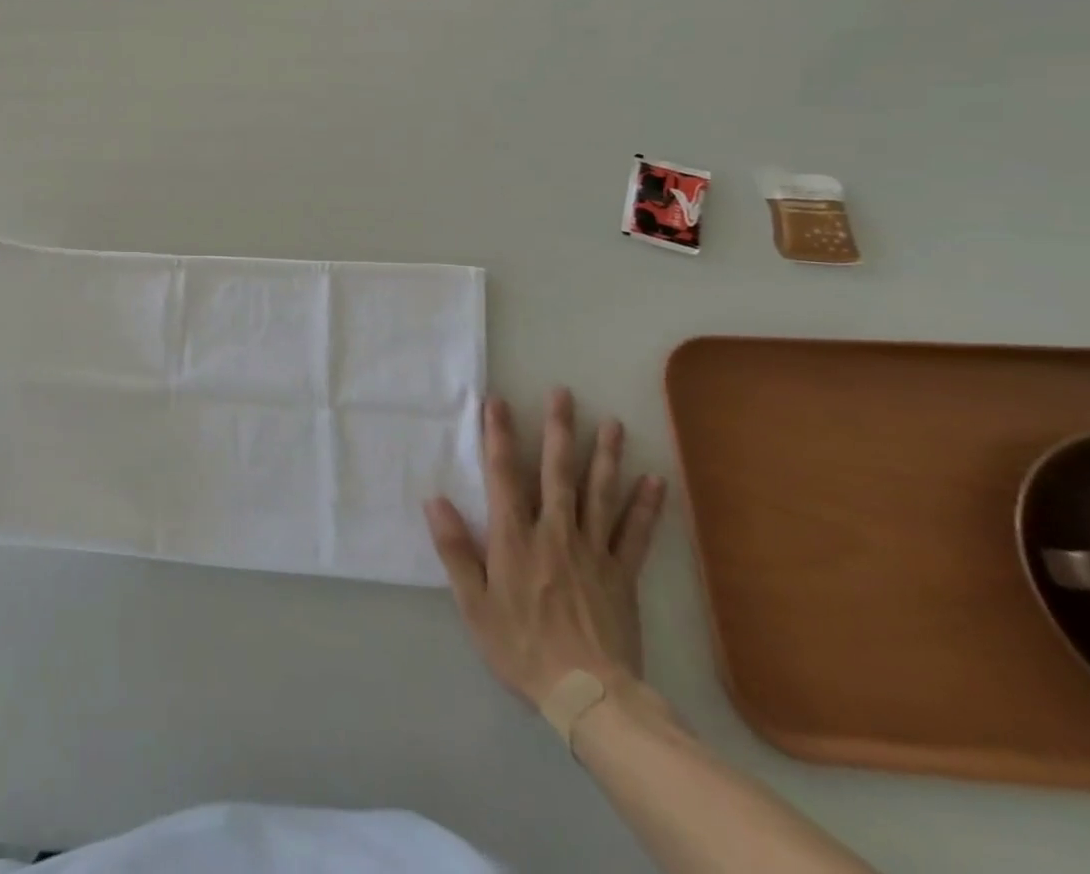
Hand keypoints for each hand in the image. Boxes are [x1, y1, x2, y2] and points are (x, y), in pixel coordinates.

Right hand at [425, 388, 665, 706]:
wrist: (590, 697)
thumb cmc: (521, 647)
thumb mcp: (473, 603)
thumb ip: (454, 549)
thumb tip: (435, 500)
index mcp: (515, 537)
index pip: (504, 474)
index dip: (499, 435)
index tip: (497, 401)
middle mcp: (555, 532)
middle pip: (557, 472)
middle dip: (558, 430)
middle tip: (564, 393)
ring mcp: (593, 551)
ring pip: (599, 493)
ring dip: (605, 455)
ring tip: (612, 423)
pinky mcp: (622, 575)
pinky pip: (635, 534)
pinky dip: (645, 506)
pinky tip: (654, 480)